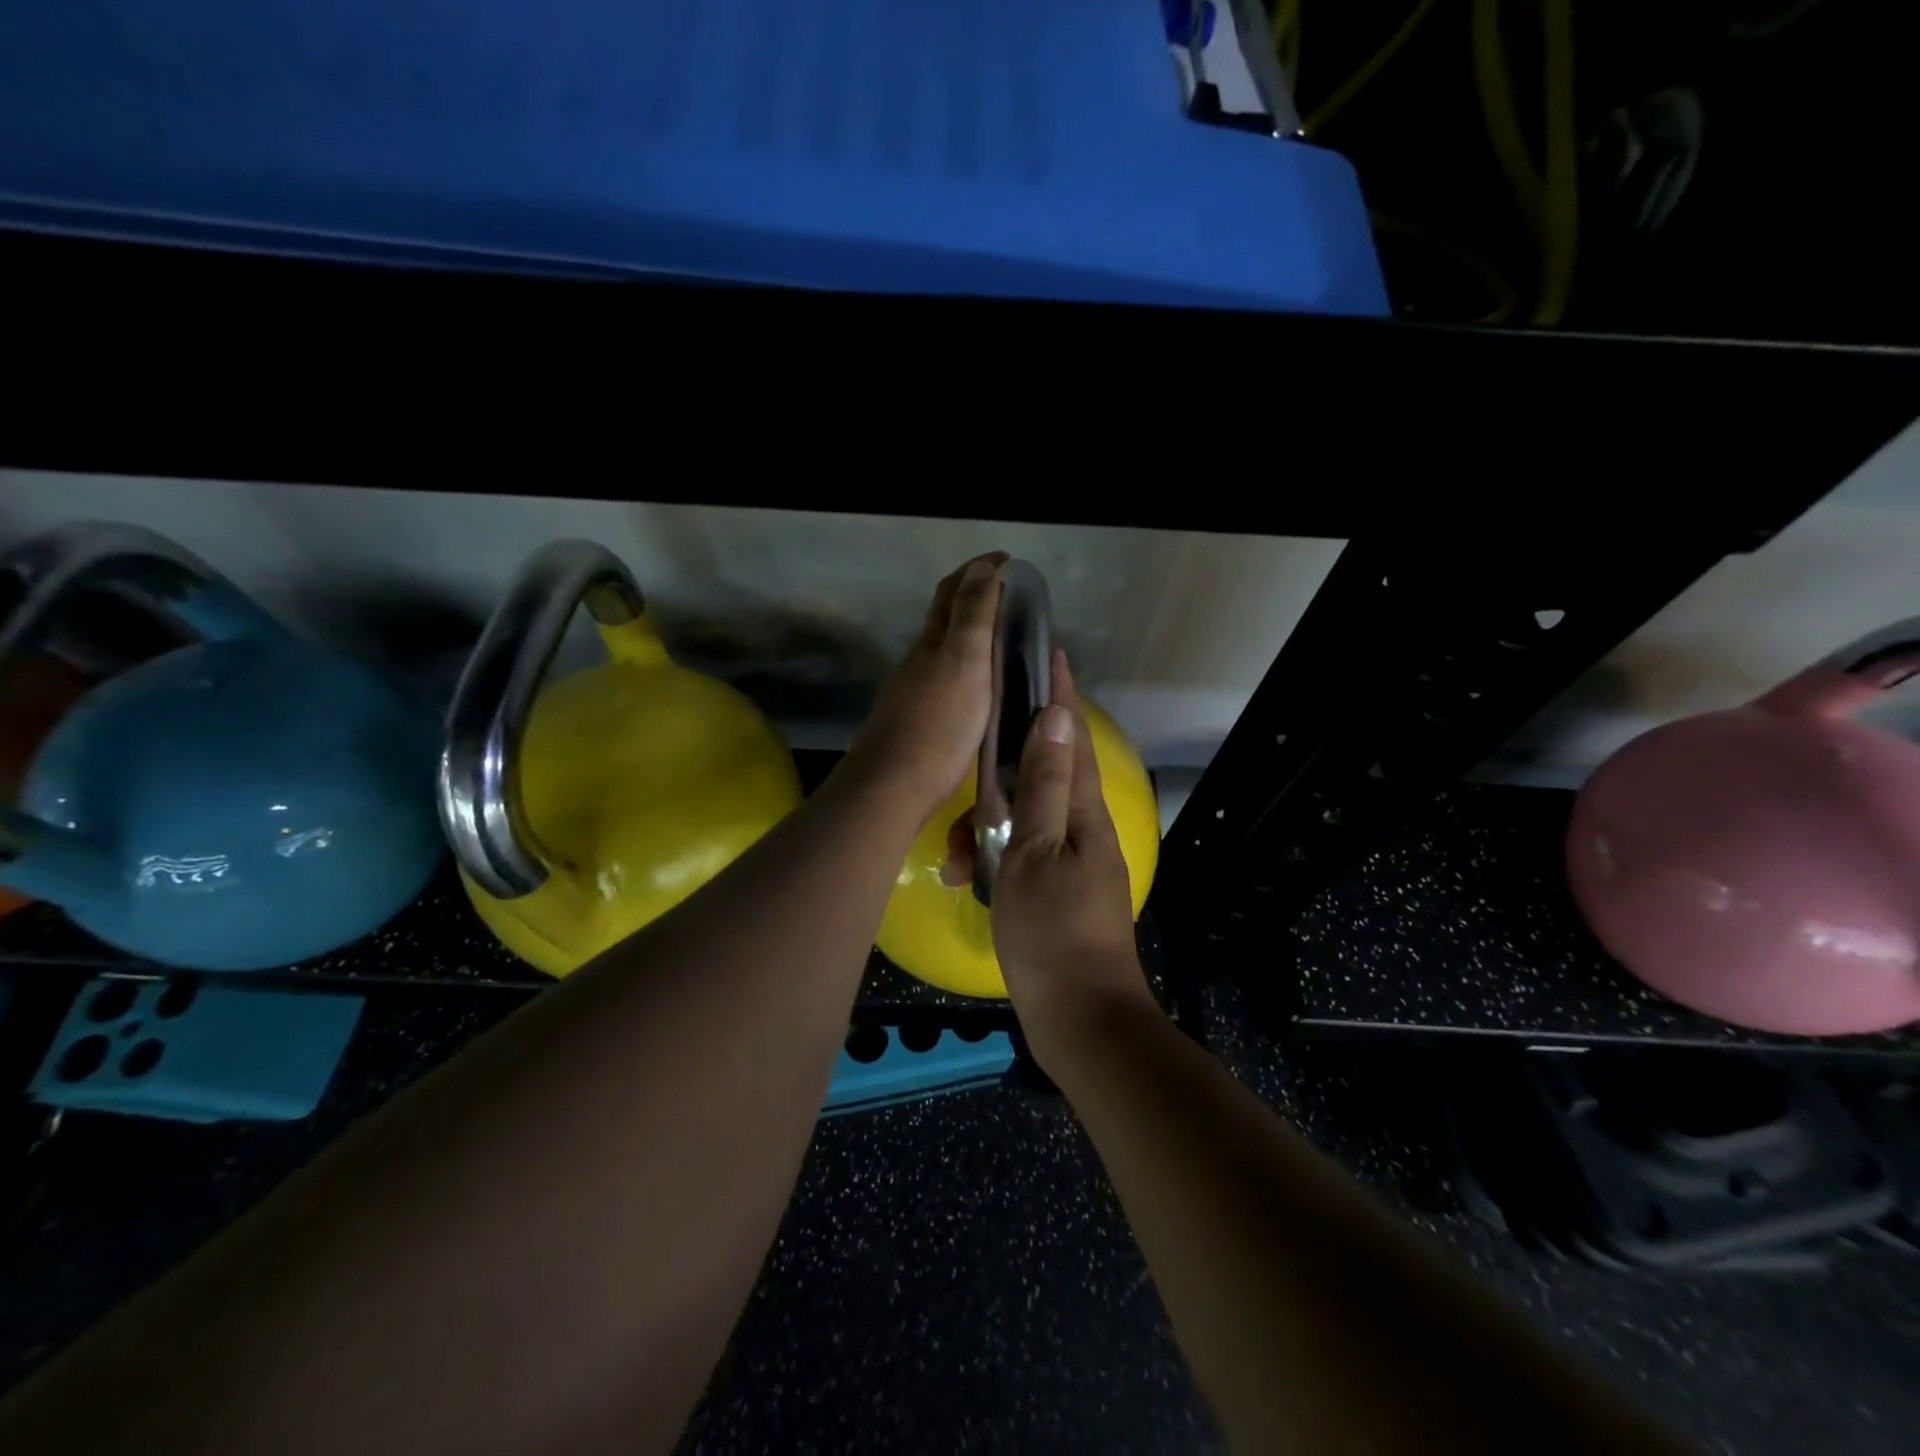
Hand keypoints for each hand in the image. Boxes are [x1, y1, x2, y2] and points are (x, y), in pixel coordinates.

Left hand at [845, 553, 1005, 820]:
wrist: (893, 786)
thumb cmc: (938, 723)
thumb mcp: (964, 662)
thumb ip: (973, 615)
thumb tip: (983, 567)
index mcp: (932, 642)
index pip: (952, 591)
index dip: (978, 570)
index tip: (1007, 559)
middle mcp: (918, 661)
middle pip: (943, 617)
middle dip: (972, 597)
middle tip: (1009, 595)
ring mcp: (913, 692)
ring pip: (943, 650)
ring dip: (969, 635)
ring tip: (1003, 639)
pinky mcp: (917, 722)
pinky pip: (945, 680)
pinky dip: (966, 669)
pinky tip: (980, 688)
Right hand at [942, 652, 1154, 1064]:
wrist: (1081, 1019)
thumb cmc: (1052, 932)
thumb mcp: (1036, 851)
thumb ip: (1042, 785)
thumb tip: (1054, 717)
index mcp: (1081, 811)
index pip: (1069, 735)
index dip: (1058, 693)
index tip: (1047, 653)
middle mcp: (1081, 827)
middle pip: (1039, 776)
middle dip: (998, 771)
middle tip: (966, 767)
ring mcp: (1070, 860)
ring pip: (1021, 819)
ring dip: (984, 829)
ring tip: (951, 860)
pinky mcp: (1055, 889)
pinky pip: (1019, 854)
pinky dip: (991, 858)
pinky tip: (961, 879)